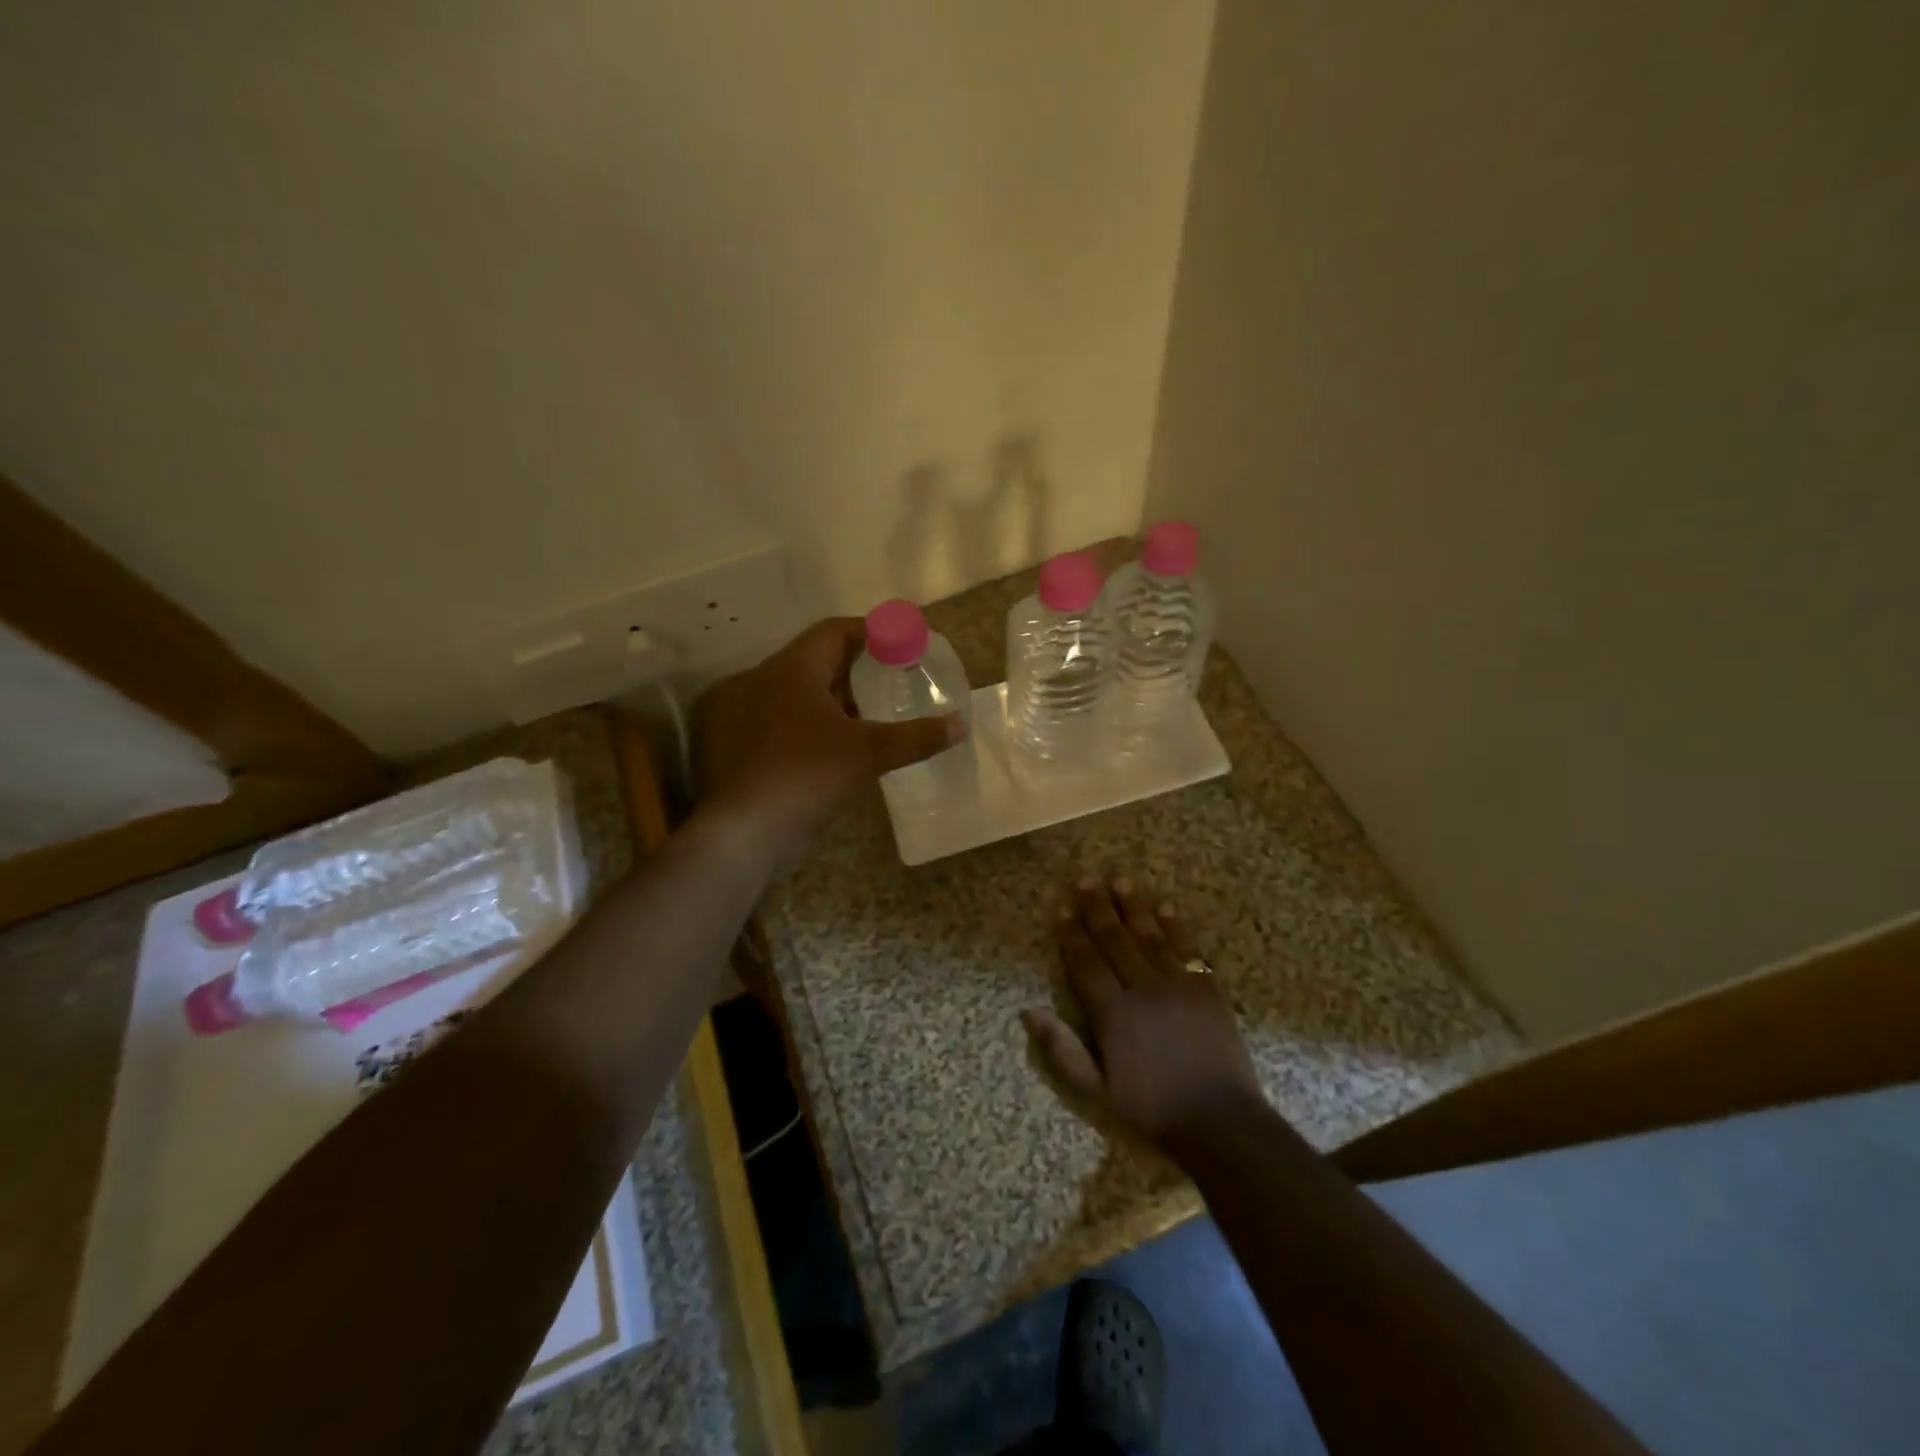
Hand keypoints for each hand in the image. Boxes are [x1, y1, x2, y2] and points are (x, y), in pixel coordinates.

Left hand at [694, 617, 963, 859]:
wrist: (748, 830)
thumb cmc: (808, 773)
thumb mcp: (869, 752)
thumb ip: (916, 737)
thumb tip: (960, 725)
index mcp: (795, 669)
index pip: (836, 631)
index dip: (872, 631)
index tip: (904, 640)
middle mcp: (772, 683)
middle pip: (822, 659)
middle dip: (861, 664)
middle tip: (898, 673)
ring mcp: (761, 716)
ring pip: (810, 693)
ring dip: (846, 696)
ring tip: (883, 707)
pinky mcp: (760, 747)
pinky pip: (800, 721)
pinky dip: (830, 723)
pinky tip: (854, 743)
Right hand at [1023, 876, 1262, 1148]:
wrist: (1220, 1121)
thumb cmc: (1152, 1108)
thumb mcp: (1096, 1090)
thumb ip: (1062, 1049)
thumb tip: (1028, 1011)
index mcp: (1113, 1013)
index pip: (1085, 963)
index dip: (1071, 935)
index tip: (1060, 909)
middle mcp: (1143, 989)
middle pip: (1115, 940)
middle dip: (1098, 909)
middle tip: (1086, 880)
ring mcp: (1178, 985)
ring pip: (1150, 937)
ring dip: (1133, 908)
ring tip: (1120, 880)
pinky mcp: (1208, 989)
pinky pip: (1188, 949)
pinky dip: (1175, 927)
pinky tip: (1166, 908)